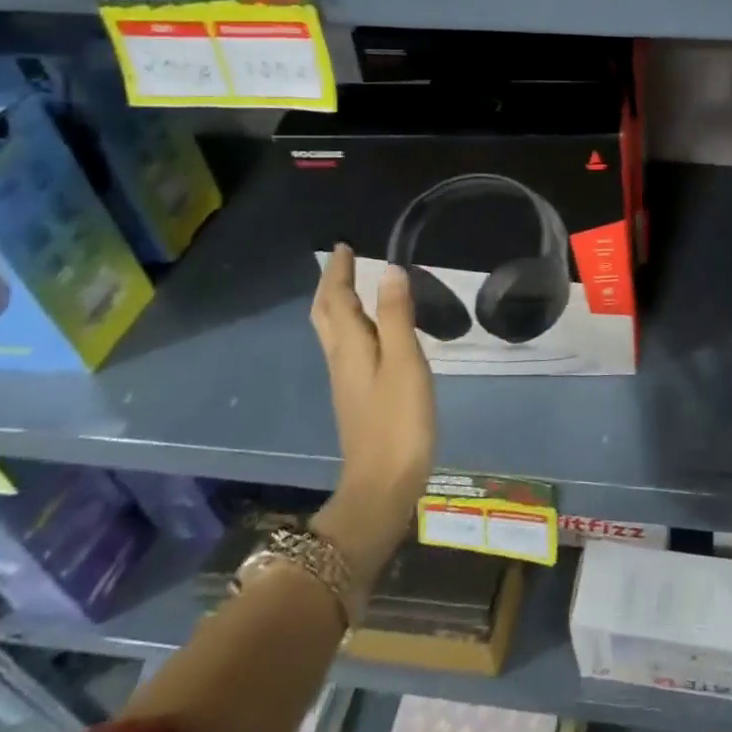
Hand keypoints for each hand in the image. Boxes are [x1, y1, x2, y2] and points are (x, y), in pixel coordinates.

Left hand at [308, 245, 435, 552]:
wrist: (383, 485)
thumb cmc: (398, 421)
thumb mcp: (405, 364)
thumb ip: (398, 317)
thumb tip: (388, 270)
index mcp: (350, 348)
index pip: (337, 300)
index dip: (339, 272)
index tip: (344, 246)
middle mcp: (341, 360)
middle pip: (326, 315)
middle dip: (331, 286)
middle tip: (343, 262)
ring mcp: (347, 381)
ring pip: (334, 332)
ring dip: (338, 304)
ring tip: (354, 287)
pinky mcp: (358, 397)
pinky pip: (347, 347)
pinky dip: (352, 326)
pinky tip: (371, 332)